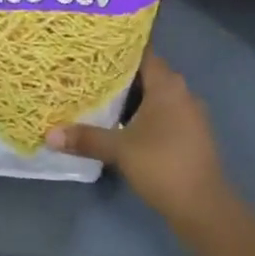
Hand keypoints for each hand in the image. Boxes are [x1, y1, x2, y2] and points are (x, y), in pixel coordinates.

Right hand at [44, 53, 227, 218]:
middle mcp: (181, 92)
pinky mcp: (190, 135)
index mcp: (168, 84)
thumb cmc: (163, 166)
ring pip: (155, 96)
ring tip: (99, 97)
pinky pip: (163, 114)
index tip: (93, 48)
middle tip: (87, 73)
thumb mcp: (120, 150)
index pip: (142, 52)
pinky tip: (122, 125)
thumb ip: (86, 138)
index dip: (118, 48)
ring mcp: (189, 114)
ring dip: (131, 98)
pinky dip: (143, 115)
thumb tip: (49, 134)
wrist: (204, 208)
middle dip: (119, 75)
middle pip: (147, 74)